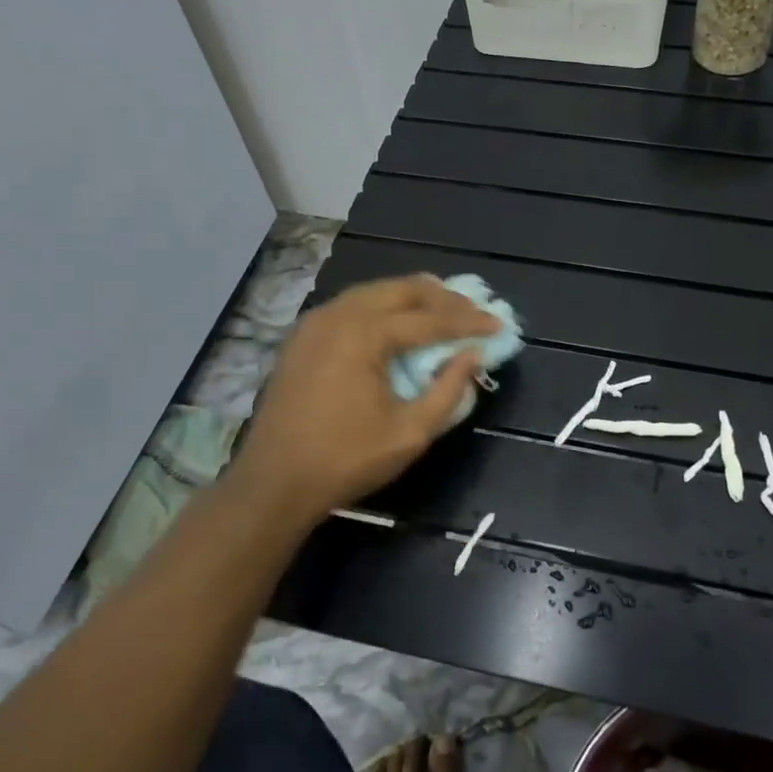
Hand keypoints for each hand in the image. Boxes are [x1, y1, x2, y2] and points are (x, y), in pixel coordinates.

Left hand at [221, 275, 500, 527]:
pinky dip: (383, 305)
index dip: (468, 322)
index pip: (430, 319)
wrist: (273, 482)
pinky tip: (397, 319)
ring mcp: (316, 322)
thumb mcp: (410, 432)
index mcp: (365, 334)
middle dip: (443, 298)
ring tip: (444, 306)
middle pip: (402, 290)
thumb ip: (448, 390)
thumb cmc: (345, 460)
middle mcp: (339, 315)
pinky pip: (352, 305)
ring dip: (413, 296)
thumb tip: (474, 356)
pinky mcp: (303, 336)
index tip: (499, 325)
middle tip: (474, 310)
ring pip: (375, 291)